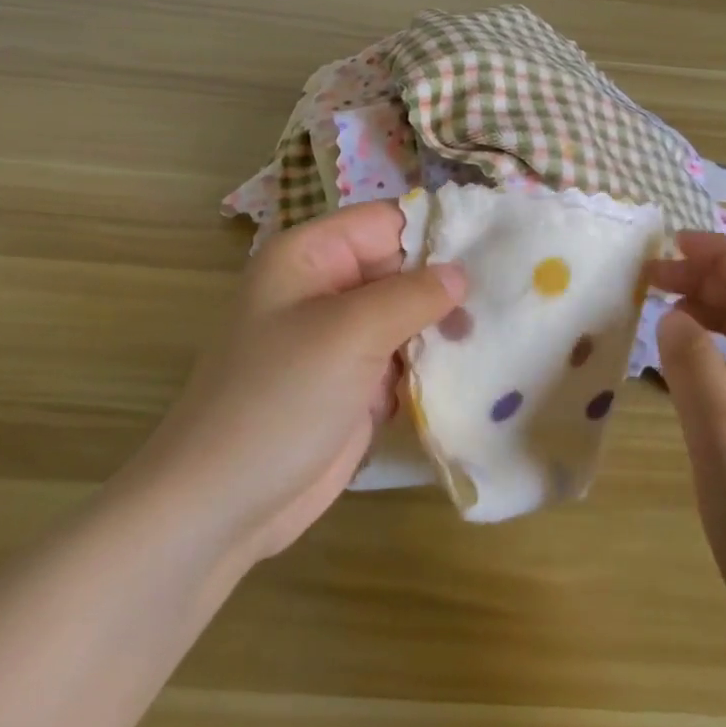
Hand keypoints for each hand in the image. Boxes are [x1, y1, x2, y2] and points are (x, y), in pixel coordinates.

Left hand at [139, 203, 464, 565]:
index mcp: (310, 256)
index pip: (386, 222)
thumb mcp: (350, 332)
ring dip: (443, 329)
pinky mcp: (353, 384)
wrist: (223, 504)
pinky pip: (402, 359)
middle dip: (445, 286)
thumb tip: (460, 272)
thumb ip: (412, 294)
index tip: (494, 250)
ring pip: (407, 316)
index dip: (436, 231)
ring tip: (493, 336)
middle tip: (503, 301)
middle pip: (400, 268)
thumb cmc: (280, 398)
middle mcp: (325, 289)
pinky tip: (471, 370)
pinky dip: (431, 365)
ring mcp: (340, 339)